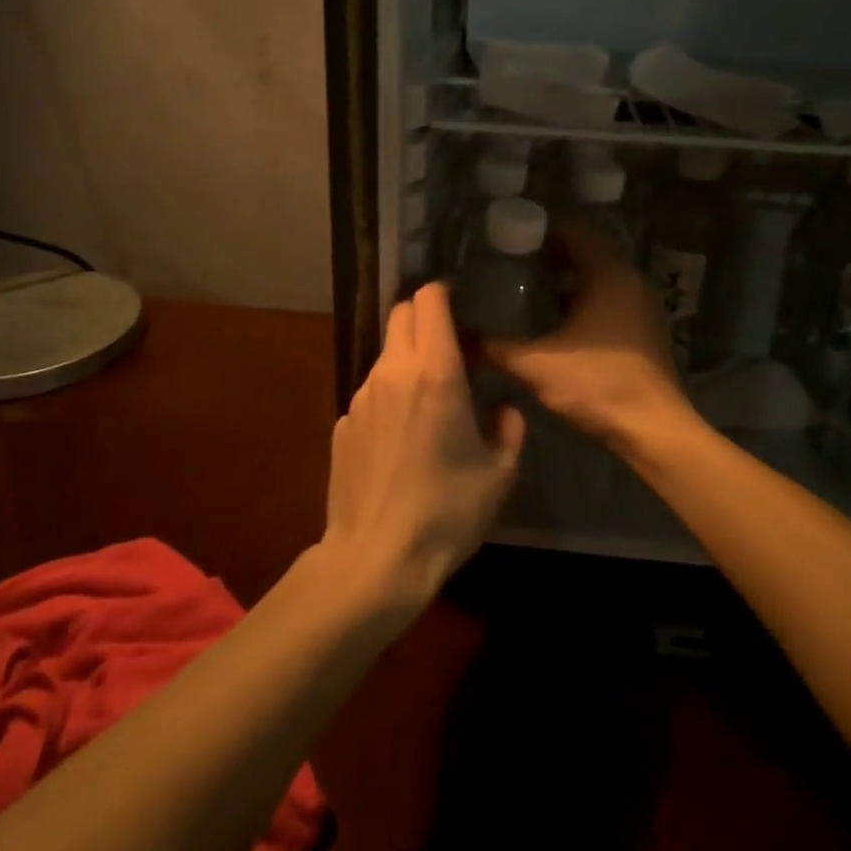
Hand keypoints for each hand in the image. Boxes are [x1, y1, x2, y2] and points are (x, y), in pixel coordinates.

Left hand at [321, 282, 525, 616]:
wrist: (376, 558)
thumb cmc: (447, 514)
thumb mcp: (500, 474)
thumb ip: (509, 429)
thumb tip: (503, 409)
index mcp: (436, 374)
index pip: (430, 300)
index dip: (445, 293)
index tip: (461, 305)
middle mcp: (392, 373)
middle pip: (401, 314)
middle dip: (425, 317)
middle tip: (449, 345)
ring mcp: (360, 397)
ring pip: (385, 354)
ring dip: (407, 360)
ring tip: (428, 399)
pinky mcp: (342, 423)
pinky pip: (371, 392)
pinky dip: (389, 397)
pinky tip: (400, 438)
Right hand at [485, 221, 693, 451]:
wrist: (653, 430)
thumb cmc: (597, 385)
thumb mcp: (535, 365)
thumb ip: (494, 347)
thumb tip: (457, 335)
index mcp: (607, 273)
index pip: (572, 228)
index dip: (537, 230)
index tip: (504, 240)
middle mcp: (628, 278)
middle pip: (585, 249)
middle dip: (546, 254)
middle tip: (506, 264)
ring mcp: (640, 303)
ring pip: (597, 274)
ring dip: (564, 277)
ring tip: (522, 289)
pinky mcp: (642, 327)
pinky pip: (608, 296)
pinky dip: (581, 297)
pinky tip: (552, 320)